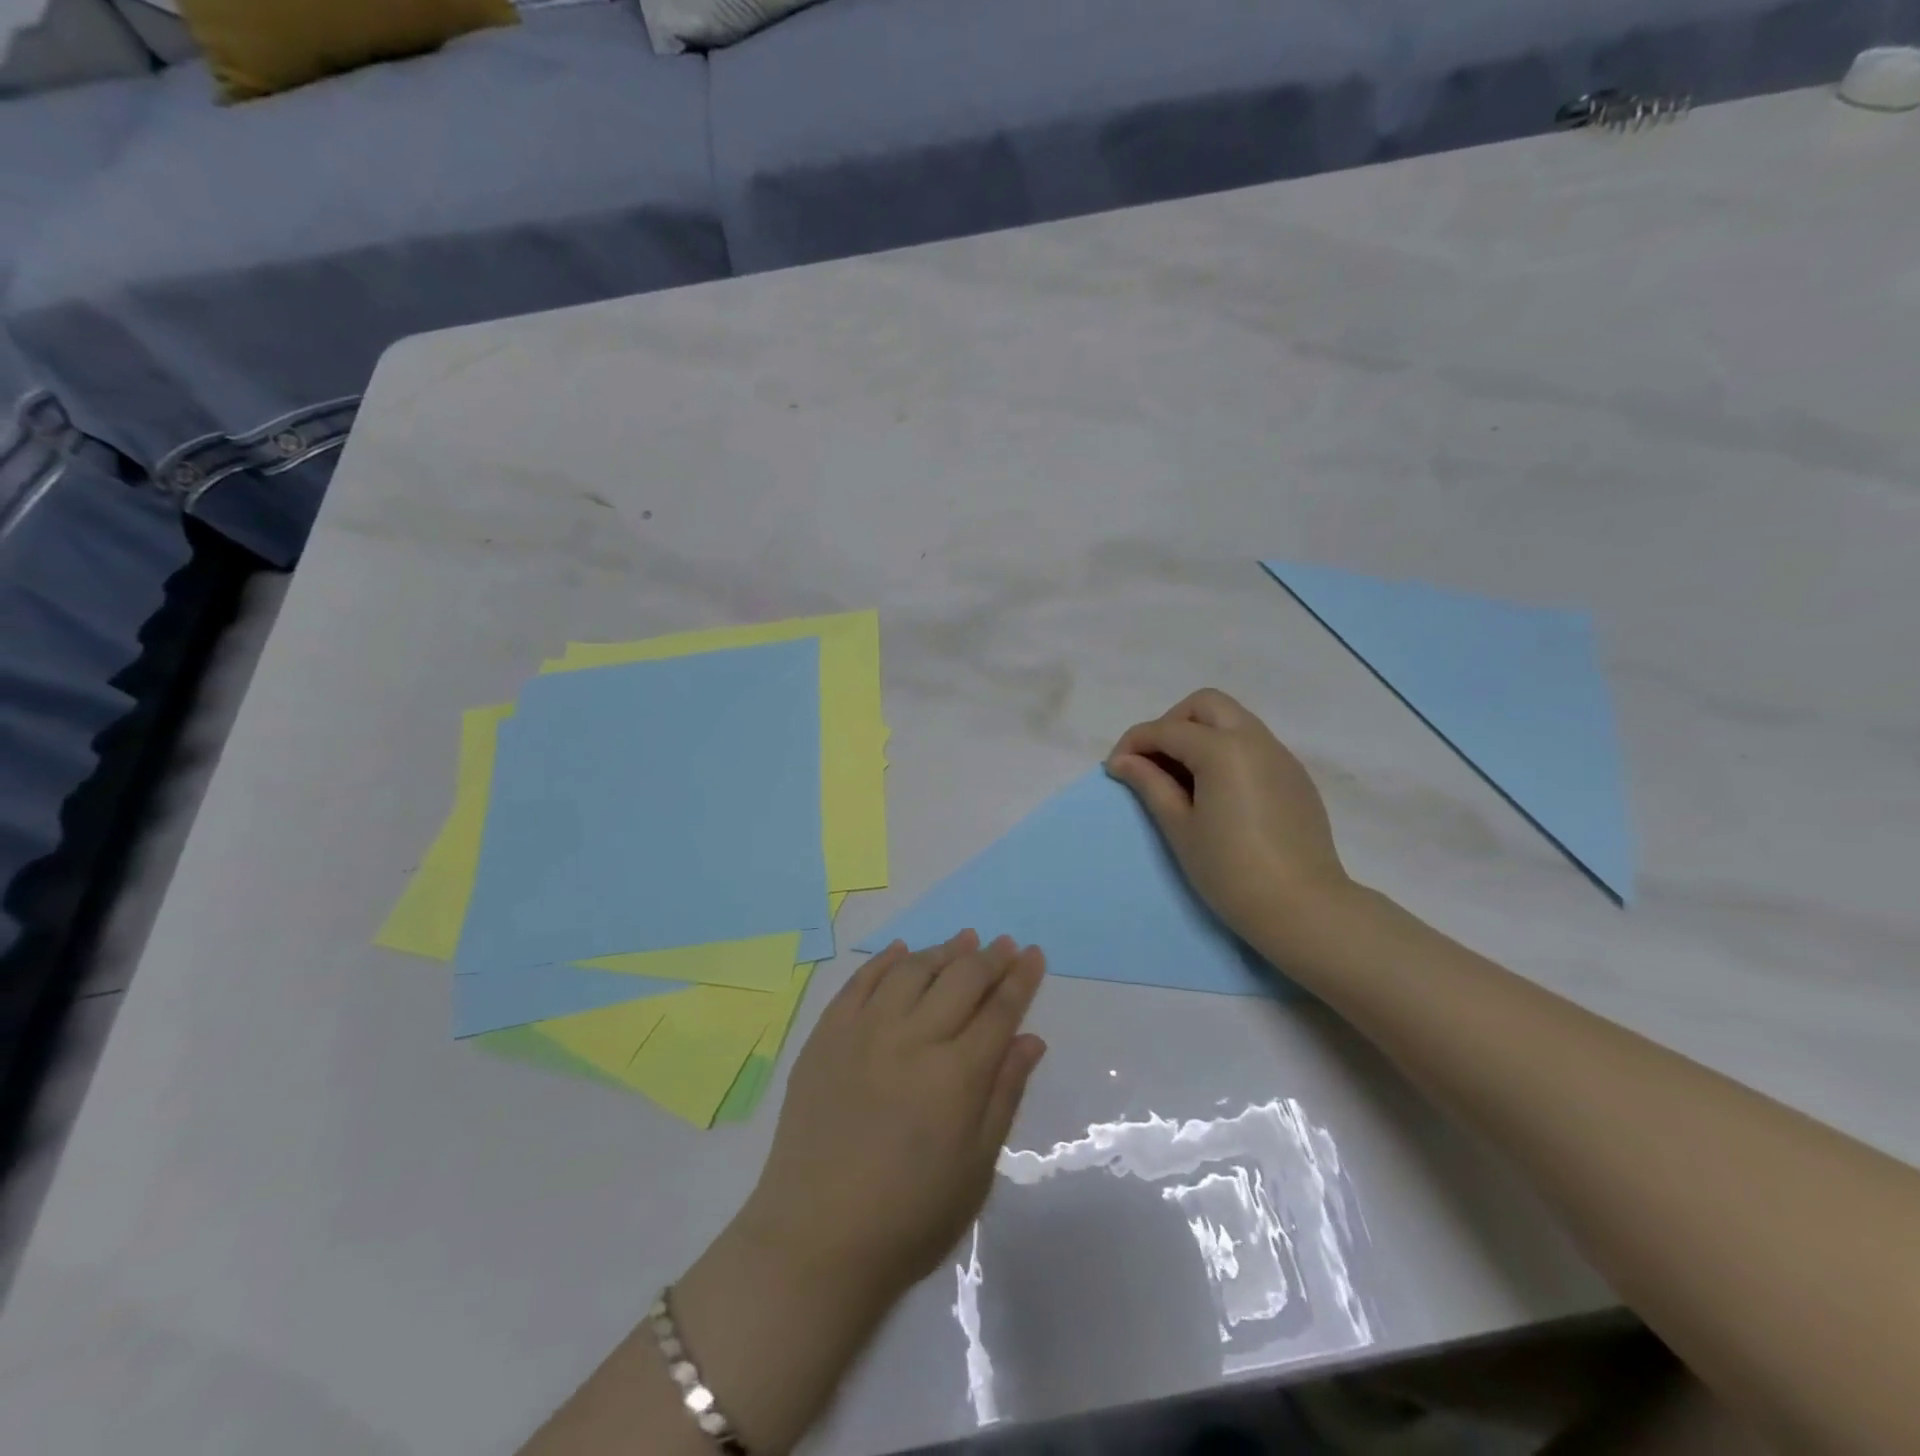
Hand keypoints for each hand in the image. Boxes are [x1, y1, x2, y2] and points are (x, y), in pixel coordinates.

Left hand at [735, 931, 1047, 1308]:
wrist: (814, 1239)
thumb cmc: (908, 1217)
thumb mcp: (975, 1168)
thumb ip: (1003, 1095)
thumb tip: (1030, 1038)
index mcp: (956, 1074)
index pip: (999, 1010)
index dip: (1021, 979)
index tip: (1033, 954)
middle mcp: (913, 1037)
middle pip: (960, 979)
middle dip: (989, 958)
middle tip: (1004, 944)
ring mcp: (865, 1031)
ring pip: (912, 970)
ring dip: (942, 951)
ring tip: (962, 941)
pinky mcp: (827, 1035)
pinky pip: (860, 981)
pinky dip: (885, 960)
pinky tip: (901, 951)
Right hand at [1106, 688, 1349, 937]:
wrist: (1301, 908)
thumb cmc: (1229, 870)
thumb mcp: (1180, 827)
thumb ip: (1150, 784)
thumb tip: (1123, 761)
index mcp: (1223, 750)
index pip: (1167, 729)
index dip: (1134, 743)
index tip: (1115, 769)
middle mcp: (1255, 740)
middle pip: (1205, 705)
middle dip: (1172, 723)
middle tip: (1154, 762)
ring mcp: (1280, 756)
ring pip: (1233, 720)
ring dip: (1200, 734)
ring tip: (1182, 778)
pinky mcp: (1295, 776)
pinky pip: (1253, 744)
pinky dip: (1226, 751)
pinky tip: (1217, 791)